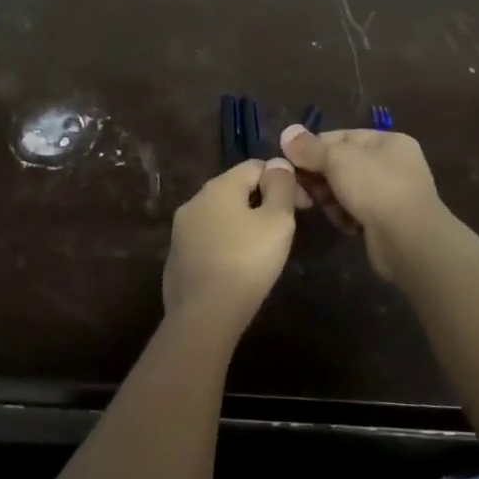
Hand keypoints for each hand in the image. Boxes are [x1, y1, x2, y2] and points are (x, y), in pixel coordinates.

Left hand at [163, 159, 298, 331]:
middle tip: (284, 229)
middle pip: (235, 189)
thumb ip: (281, 187)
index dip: (283, 179)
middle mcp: (194, 201)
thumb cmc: (247, 261)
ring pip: (219, 215)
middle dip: (262, 201)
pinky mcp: (176, 256)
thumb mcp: (277, 221)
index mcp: (218, 186)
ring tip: (262, 249)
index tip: (302, 206)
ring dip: (242, 223)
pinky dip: (225, 243)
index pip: (255, 166)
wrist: (203, 314)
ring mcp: (180, 229)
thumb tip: (278, 164)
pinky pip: (207, 239)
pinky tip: (237, 266)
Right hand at [279, 125, 443, 280]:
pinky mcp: (385, 222)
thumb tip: (287, 132)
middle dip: (319, 175)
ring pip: (345, 189)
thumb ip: (310, 147)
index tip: (290, 160)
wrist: (409, 241)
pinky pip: (354, 211)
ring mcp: (391, 195)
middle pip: (342, 164)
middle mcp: (393, 165)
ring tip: (324, 207)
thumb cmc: (376, 188)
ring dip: (330, 198)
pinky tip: (343, 223)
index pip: (342, 137)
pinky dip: (345, 215)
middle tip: (301, 188)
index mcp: (388, 142)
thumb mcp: (337, 159)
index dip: (314, 147)